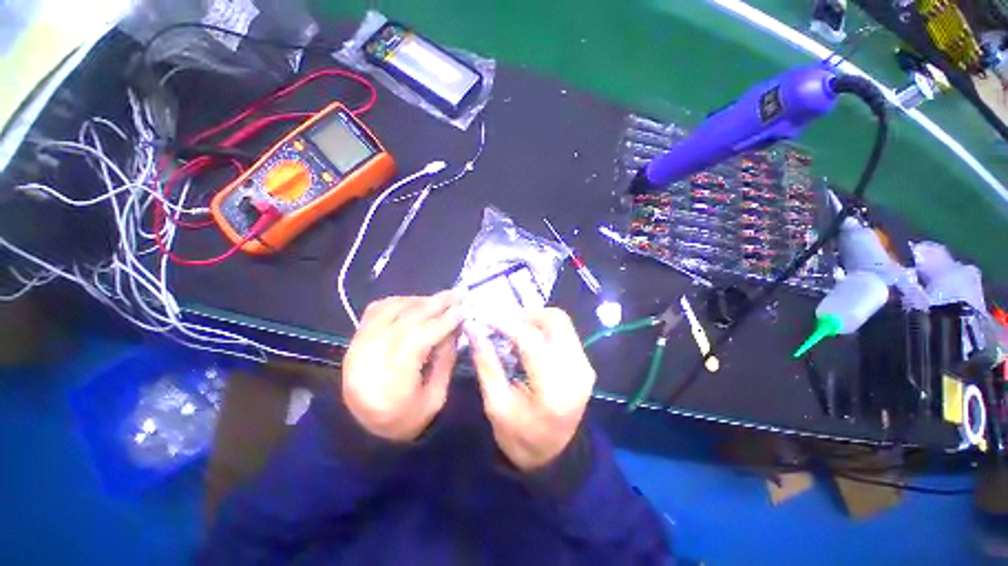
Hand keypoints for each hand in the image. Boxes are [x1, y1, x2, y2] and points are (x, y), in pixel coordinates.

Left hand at [342, 292, 461, 441]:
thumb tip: (456, 327)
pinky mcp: (354, 341)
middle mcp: (367, 360)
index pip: (417, 340)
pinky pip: (376, 310)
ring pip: (389, 309)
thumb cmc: (405, 421)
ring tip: (440, 300)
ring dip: (418, 300)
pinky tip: (416, 303)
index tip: (463, 309)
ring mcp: (356, 347)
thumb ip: (446, 359)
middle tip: (457, 294)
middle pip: (404, 320)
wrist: (362, 432)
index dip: (442, 322)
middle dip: (435, 304)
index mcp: (389, 384)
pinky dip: (399, 302)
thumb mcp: (436, 397)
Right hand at [469, 308, 595, 470]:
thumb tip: (474, 330)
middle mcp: (576, 371)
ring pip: (562, 321)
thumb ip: (486, 364)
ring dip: (536, 318)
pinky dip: (544, 327)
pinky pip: (565, 332)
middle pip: (555, 321)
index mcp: (553, 389)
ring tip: (514, 327)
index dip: (506, 323)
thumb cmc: (521, 437)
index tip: (486, 316)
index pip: (531, 340)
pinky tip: (528, 336)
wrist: (556, 456)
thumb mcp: (496, 405)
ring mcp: (585, 366)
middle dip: (526, 314)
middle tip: (503, 321)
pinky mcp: (585, 363)